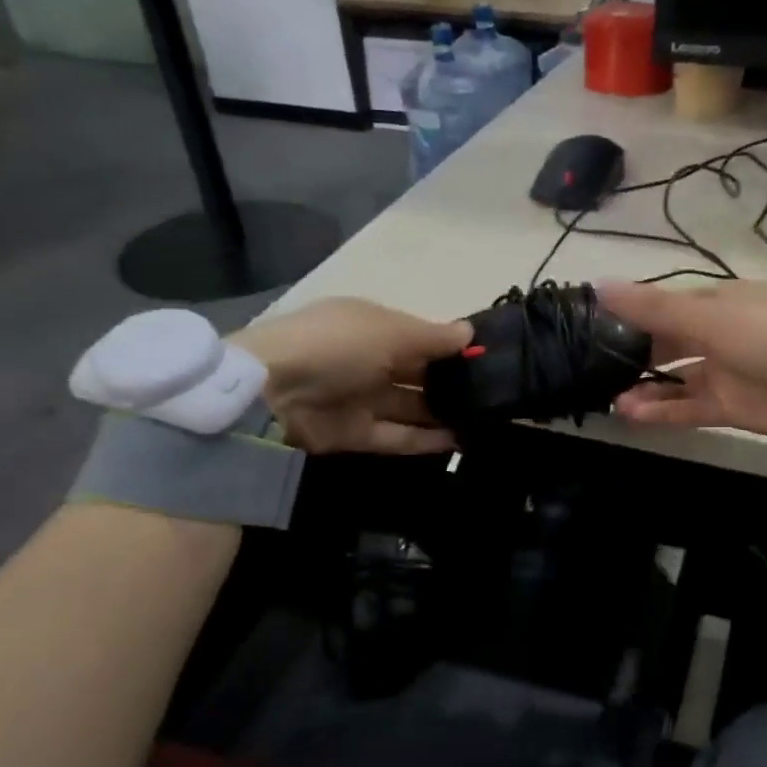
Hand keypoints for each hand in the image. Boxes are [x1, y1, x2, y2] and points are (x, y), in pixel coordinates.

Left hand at [232, 298, 470, 455]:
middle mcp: (368, 361)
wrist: (271, 392)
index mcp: (372, 326)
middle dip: (451, 383)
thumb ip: (433, 337)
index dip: (451, 347)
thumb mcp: (389, 331)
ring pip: (410, 407)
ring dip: (443, 413)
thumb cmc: (338, 346)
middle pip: (417, 374)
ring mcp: (360, 399)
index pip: (419, 337)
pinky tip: (459, 440)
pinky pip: (397, 436)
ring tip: (484, 421)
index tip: (489, 359)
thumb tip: (470, 333)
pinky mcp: (355, 434)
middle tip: (494, 395)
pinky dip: (425, 439)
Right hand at [598, 280, 766, 442]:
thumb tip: (598, 285)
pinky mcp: (729, 408)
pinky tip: (630, 414)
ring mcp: (723, 373)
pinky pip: (686, 408)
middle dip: (632, 355)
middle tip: (592, 368)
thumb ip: (653, 308)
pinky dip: (660, 411)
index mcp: (717, 301)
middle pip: (665, 343)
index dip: (628, 314)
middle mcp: (717, 334)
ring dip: (643, 388)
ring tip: (609, 398)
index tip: (589, 326)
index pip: (663, 305)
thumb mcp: (710, 316)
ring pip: (672, 379)